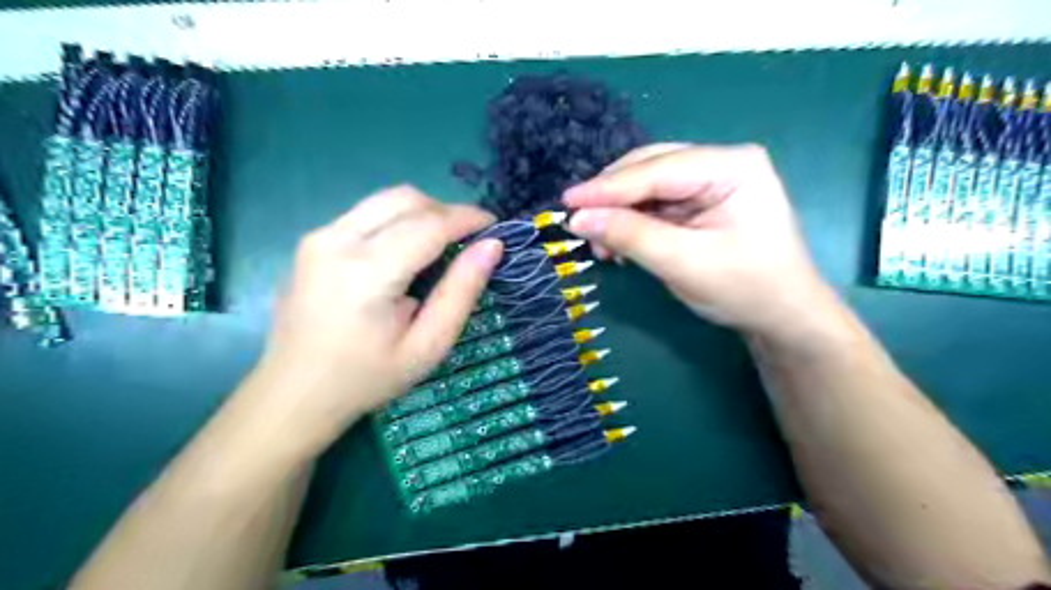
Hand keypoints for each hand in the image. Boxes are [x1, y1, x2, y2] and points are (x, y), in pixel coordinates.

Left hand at [248, 186, 505, 452]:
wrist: (295, 393)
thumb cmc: (368, 377)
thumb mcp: (428, 345)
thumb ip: (461, 292)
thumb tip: (491, 247)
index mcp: (367, 273)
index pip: (429, 224)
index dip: (467, 218)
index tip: (494, 226)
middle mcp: (337, 240)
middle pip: (406, 199)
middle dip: (446, 210)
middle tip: (468, 239)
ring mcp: (318, 236)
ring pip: (384, 200)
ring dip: (422, 212)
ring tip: (441, 244)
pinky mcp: (311, 240)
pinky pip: (365, 213)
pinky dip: (397, 221)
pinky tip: (405, 253)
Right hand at [563, 142, 841, 340]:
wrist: (782, 317)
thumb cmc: (745, 288)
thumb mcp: (683, 262)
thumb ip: (630, 235)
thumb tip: (577, 218)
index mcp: (732, 165)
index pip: (657, 170)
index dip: (608, 187)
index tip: (566, 202)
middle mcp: (720, 163)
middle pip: (650, 170)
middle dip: (613, 199)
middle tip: (580, 226)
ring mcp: (711, 182)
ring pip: (647, 188)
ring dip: (619, 214)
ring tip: (600, 246)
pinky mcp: (701, 203)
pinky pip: (655, 205)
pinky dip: (632, 223)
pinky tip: (619, 244)